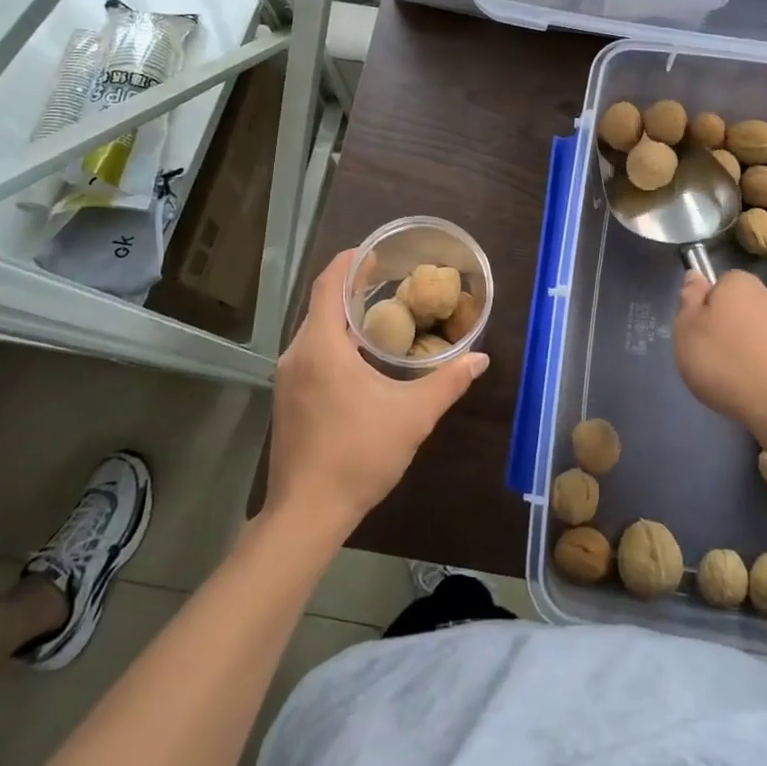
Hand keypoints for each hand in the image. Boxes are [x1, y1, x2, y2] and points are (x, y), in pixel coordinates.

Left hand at [265, 250, 487, 539]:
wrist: (306, 514)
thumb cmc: (358, 454)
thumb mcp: (413, 416)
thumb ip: (448, 382)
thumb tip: (480, 358)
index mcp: (321, 345)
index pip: (328, 283)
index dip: (350, 261)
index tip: (376, 252)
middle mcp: (297, 353)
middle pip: (321, 304)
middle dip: (351, 287)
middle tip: (388, 280)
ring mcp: (287, 378)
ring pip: (314, 330)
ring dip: (342, 316)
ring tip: (379, 314)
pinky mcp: (286, 399)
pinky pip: (309, 353)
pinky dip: (333, 341)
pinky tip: (359, 357)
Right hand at [675, 269, 766, 436]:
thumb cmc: (724, 362)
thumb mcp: (686, 329)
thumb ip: (689, 298)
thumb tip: (696, 275)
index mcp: (740, 282)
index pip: (720, 283)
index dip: (707, 306)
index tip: (700, 331)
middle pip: (742, 305)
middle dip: (731, 324)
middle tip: (715, 355)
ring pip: (763, 329)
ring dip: (752, 344)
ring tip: (738, 376)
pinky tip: (761, 386)